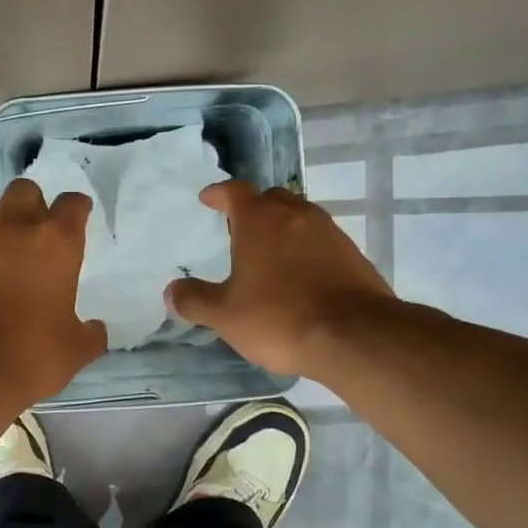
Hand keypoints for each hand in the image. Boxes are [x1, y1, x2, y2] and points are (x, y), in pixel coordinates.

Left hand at [0, 179, 106, 403]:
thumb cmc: (30, 357)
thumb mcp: (74, 351)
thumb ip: (89, 334)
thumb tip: (95, 330)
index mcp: (54, 242)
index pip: (73, 204)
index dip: (77, 210)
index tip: (77, 220)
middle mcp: (10, 228)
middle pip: (23, 190)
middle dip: (32, 205)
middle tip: (33, 234)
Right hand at [167, 181, 395, 376]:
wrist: (354, 336)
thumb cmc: (279, 317)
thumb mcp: (225, 315)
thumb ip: (195, 300)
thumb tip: (172, 291)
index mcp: (260, 220)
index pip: (234, 191)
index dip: (218, 194)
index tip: (208, 199)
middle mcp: (296, 215)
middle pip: (271, 199)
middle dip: (253, 209)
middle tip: (238, 230)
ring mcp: (329, 233)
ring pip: (299, 218)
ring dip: (281, 229)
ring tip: (268, 254)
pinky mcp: (353, 255)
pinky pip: (321, 241)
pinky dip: (305, 250)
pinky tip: (300, 276)